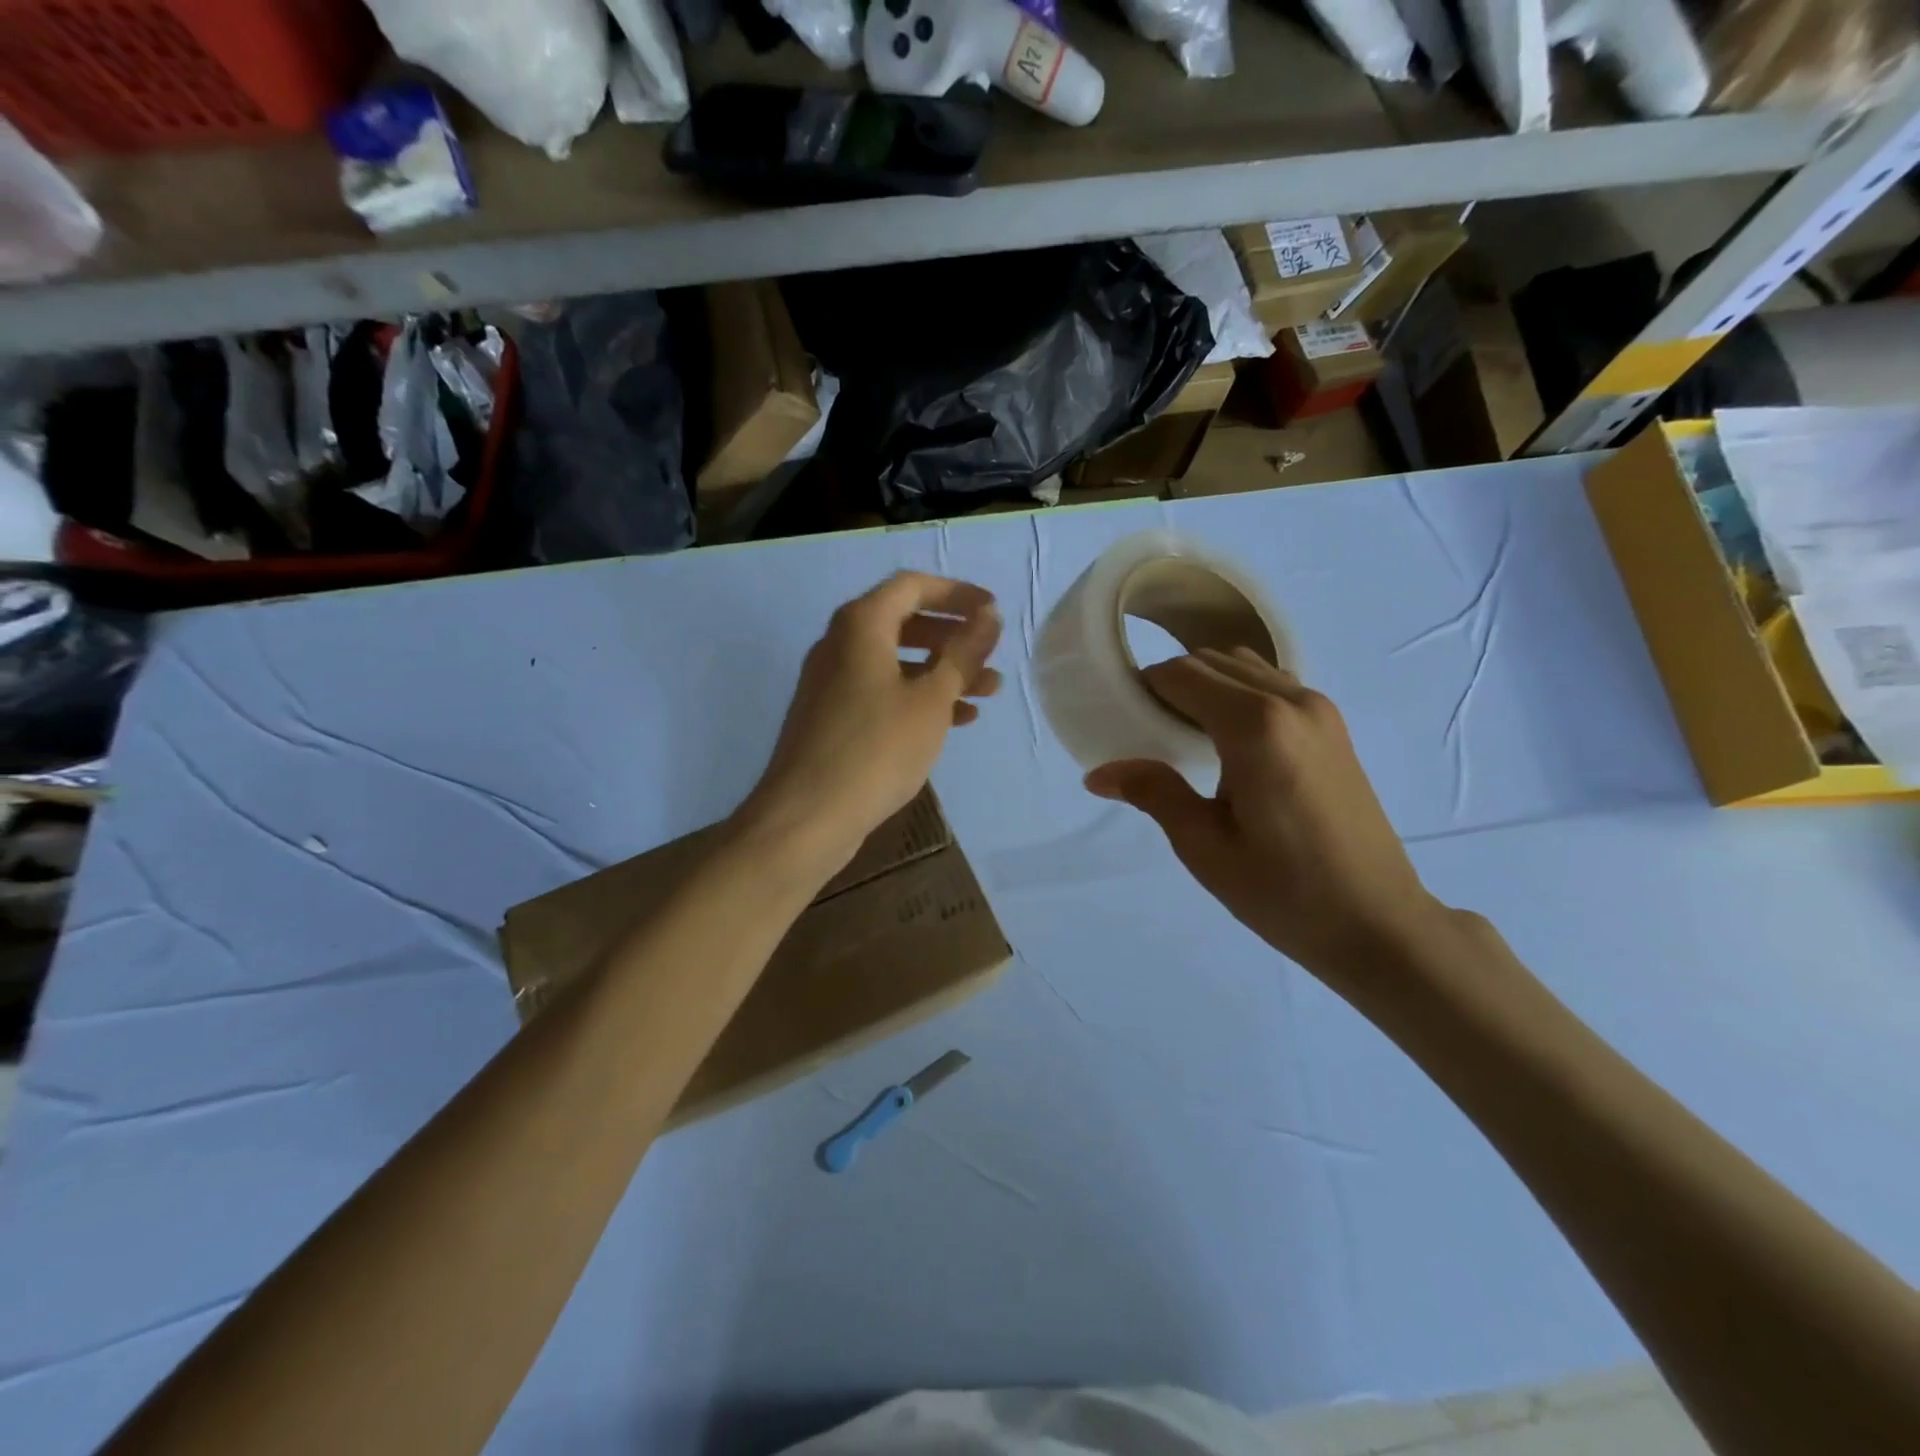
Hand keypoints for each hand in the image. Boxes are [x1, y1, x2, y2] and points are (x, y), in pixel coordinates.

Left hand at [733, 573, 1001, 882]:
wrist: (808, 816)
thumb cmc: (877, 748)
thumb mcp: (931, 699)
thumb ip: (963, 653)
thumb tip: (988, 616)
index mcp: (860, 625)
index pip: (913, 586)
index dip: (957, 593)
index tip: (993, 610)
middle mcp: (840, 644)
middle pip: (904, 622)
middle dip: (953, 636)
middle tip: (990, 653)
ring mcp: (832, 682)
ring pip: (897, 661)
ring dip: (942, 671)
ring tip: (988, 691)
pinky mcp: (832, 716)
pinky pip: (882, 691)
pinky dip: (918, 697)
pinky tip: (956, 720)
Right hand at [1085, 648, 1445, 978]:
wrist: (1378, 923)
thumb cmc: (1283, 891)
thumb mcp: (1204, 846)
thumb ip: (1154, 793)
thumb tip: (1097, 774)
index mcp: (1255, 727)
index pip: (1182, 675)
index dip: (1144, 687)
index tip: (1121, 717)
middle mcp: (1291, 701)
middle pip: (1212, 662)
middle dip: (1171, 684)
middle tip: (1147, 730)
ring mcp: (1319, 710)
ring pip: (1245, 668)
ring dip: (1207, 685)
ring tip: (1186, 736)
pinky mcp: (1334, 727)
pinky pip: (1272, 685)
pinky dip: (1239, 694)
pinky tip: (1229, 743)